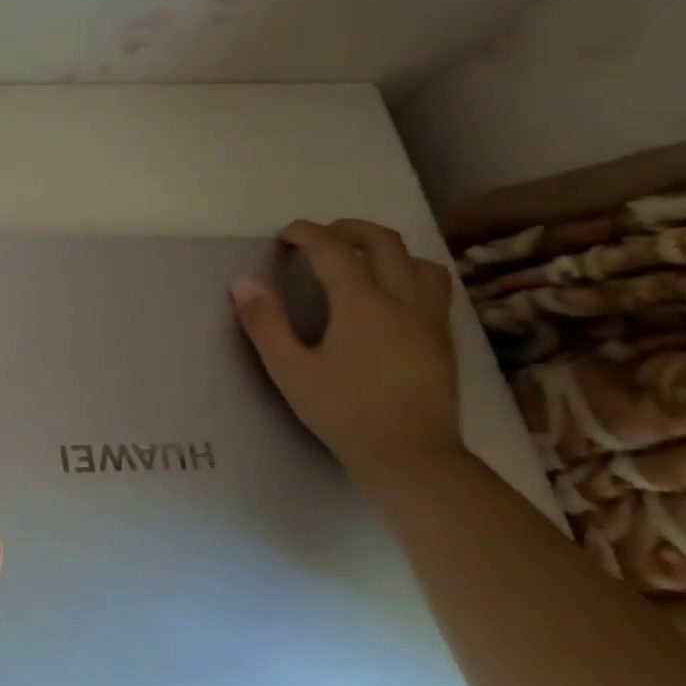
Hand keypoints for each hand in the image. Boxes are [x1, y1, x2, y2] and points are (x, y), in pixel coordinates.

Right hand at [231, 219, 462, 482]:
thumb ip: (265, 323)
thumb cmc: (343, 412)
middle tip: (318, 237)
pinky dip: (407, 271)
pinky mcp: (442, 337)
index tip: (284, 235)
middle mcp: (403, 300)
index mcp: (363, 305)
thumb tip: (243, 282)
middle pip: (384, 242)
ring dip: (385, 249)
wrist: (410, 455)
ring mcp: (429, 318)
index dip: (307, 234)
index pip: (334, 250)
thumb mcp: (290, 370)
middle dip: (348, 229)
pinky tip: (388, 293)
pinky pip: (432, 285)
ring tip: (357, 259)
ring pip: (418, 261)